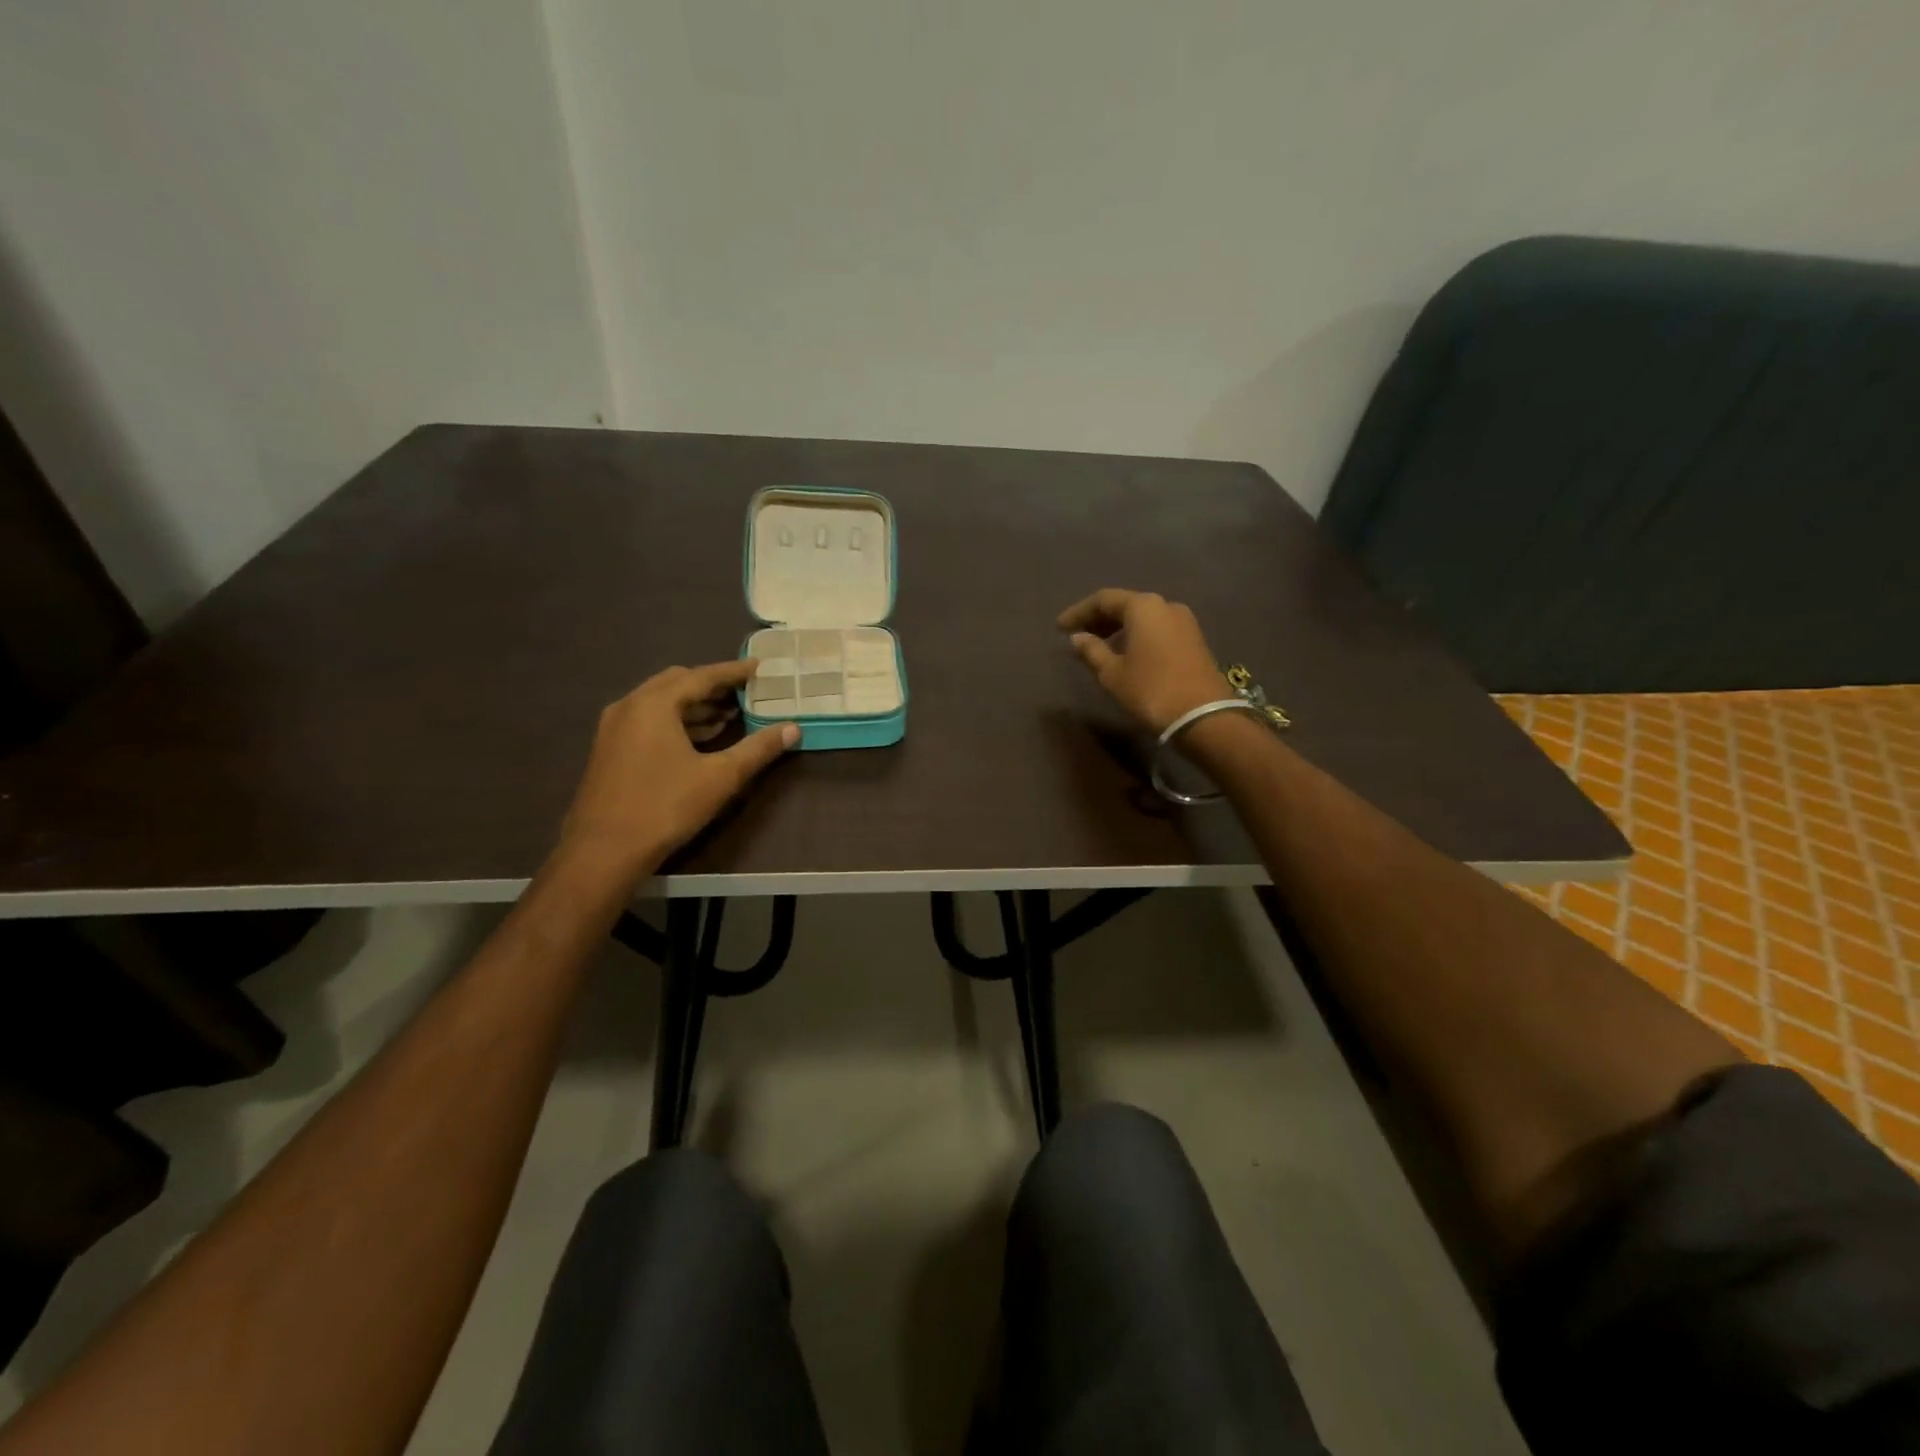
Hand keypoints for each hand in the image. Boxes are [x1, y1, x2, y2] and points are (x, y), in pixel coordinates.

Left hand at [560, 660, 798, 875]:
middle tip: (744, 691)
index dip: (732, 672)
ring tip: (729, 715)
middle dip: (712, 685)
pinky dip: (676, 721)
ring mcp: (614, 728)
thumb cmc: (665, 807)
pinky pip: (648, 720)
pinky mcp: (610, 749)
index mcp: (654, 704)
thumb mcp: (720, 777)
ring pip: (660, 703)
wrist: (604, 851)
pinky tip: (699, 739)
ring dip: (694, 705)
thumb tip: (792, 729)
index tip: (758, 667)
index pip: (700, 676)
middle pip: (677, 682)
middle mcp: (629, 706)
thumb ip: (758, 749)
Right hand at [1057, 589, 1230, 734]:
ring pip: (1142, 617)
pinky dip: (1136, 636)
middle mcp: (1165, 606)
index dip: (1079, 612)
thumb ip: (1092, 651)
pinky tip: (1124, 653)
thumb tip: (1078, 638)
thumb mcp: (1113, 674)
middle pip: (1125, 605)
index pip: (1104, 599)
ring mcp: (1184, 622)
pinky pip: (1157, 629)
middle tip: (1076, 635)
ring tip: (1097, 646)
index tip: (1059, 628)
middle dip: (1099, 619)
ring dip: (1118, 628)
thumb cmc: (1151, 691)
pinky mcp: (1193, 640)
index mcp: (1143, 607)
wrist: (1203, 717)